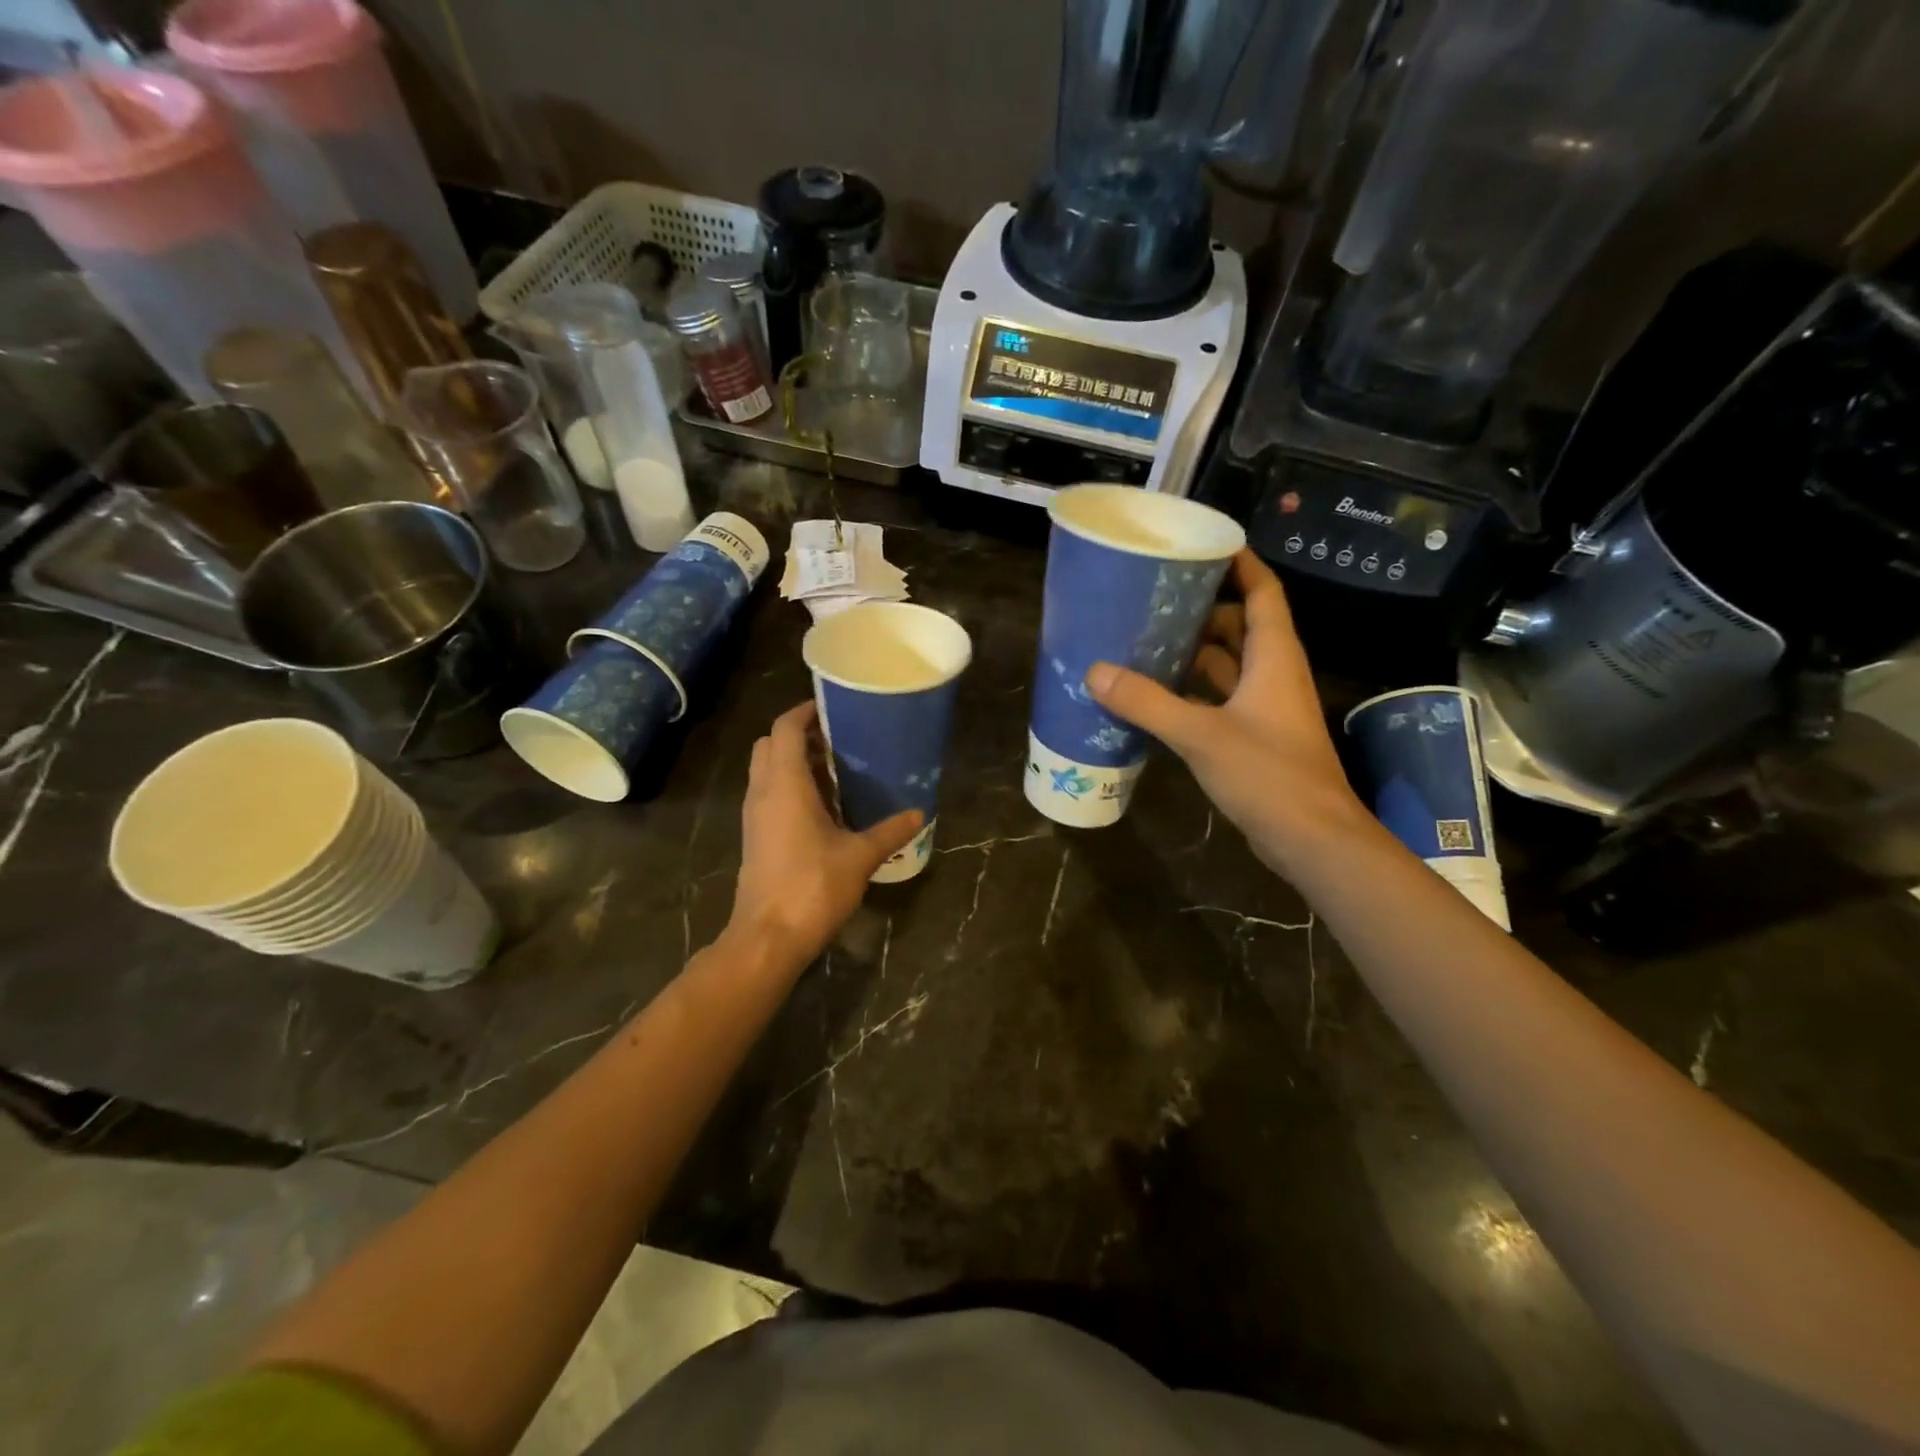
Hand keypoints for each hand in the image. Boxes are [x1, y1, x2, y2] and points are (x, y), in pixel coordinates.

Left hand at [727, 702, 921, 968]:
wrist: (768, 937)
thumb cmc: (813, 887)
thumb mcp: (859, 857)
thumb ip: (889, 831)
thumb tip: (920, 814)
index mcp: (784, 785)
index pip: (784, 729)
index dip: (804, 711)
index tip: (832, 707)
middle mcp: (763, 792)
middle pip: (769, 744)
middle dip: (797, 735)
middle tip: (835, 739)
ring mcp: (754, 815)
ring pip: (766, 770)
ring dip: (792, 762)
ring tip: (834, 768)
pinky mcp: (755, 836)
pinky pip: (768, 795)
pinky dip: (789, 786)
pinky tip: (823, 805)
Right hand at [1086, 549, 1370, 873]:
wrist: (1313, 839)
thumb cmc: (1268, 774)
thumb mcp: (1201, 734)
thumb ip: (1148, 703)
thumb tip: (1095, 672)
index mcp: (1274, 657)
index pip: (1263, 593)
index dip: (1239, 564)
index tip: (1202, 545)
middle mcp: (1273, 675)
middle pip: (1240, 626)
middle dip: (1202, 610)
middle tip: (1154, 599)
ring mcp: (1265, 709)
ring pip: (1229, 666)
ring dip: (1194, 653)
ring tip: (1146, 641)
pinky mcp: (1255, 738)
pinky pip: (1220, 699)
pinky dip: (1192, 692)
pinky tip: (1156, 695)